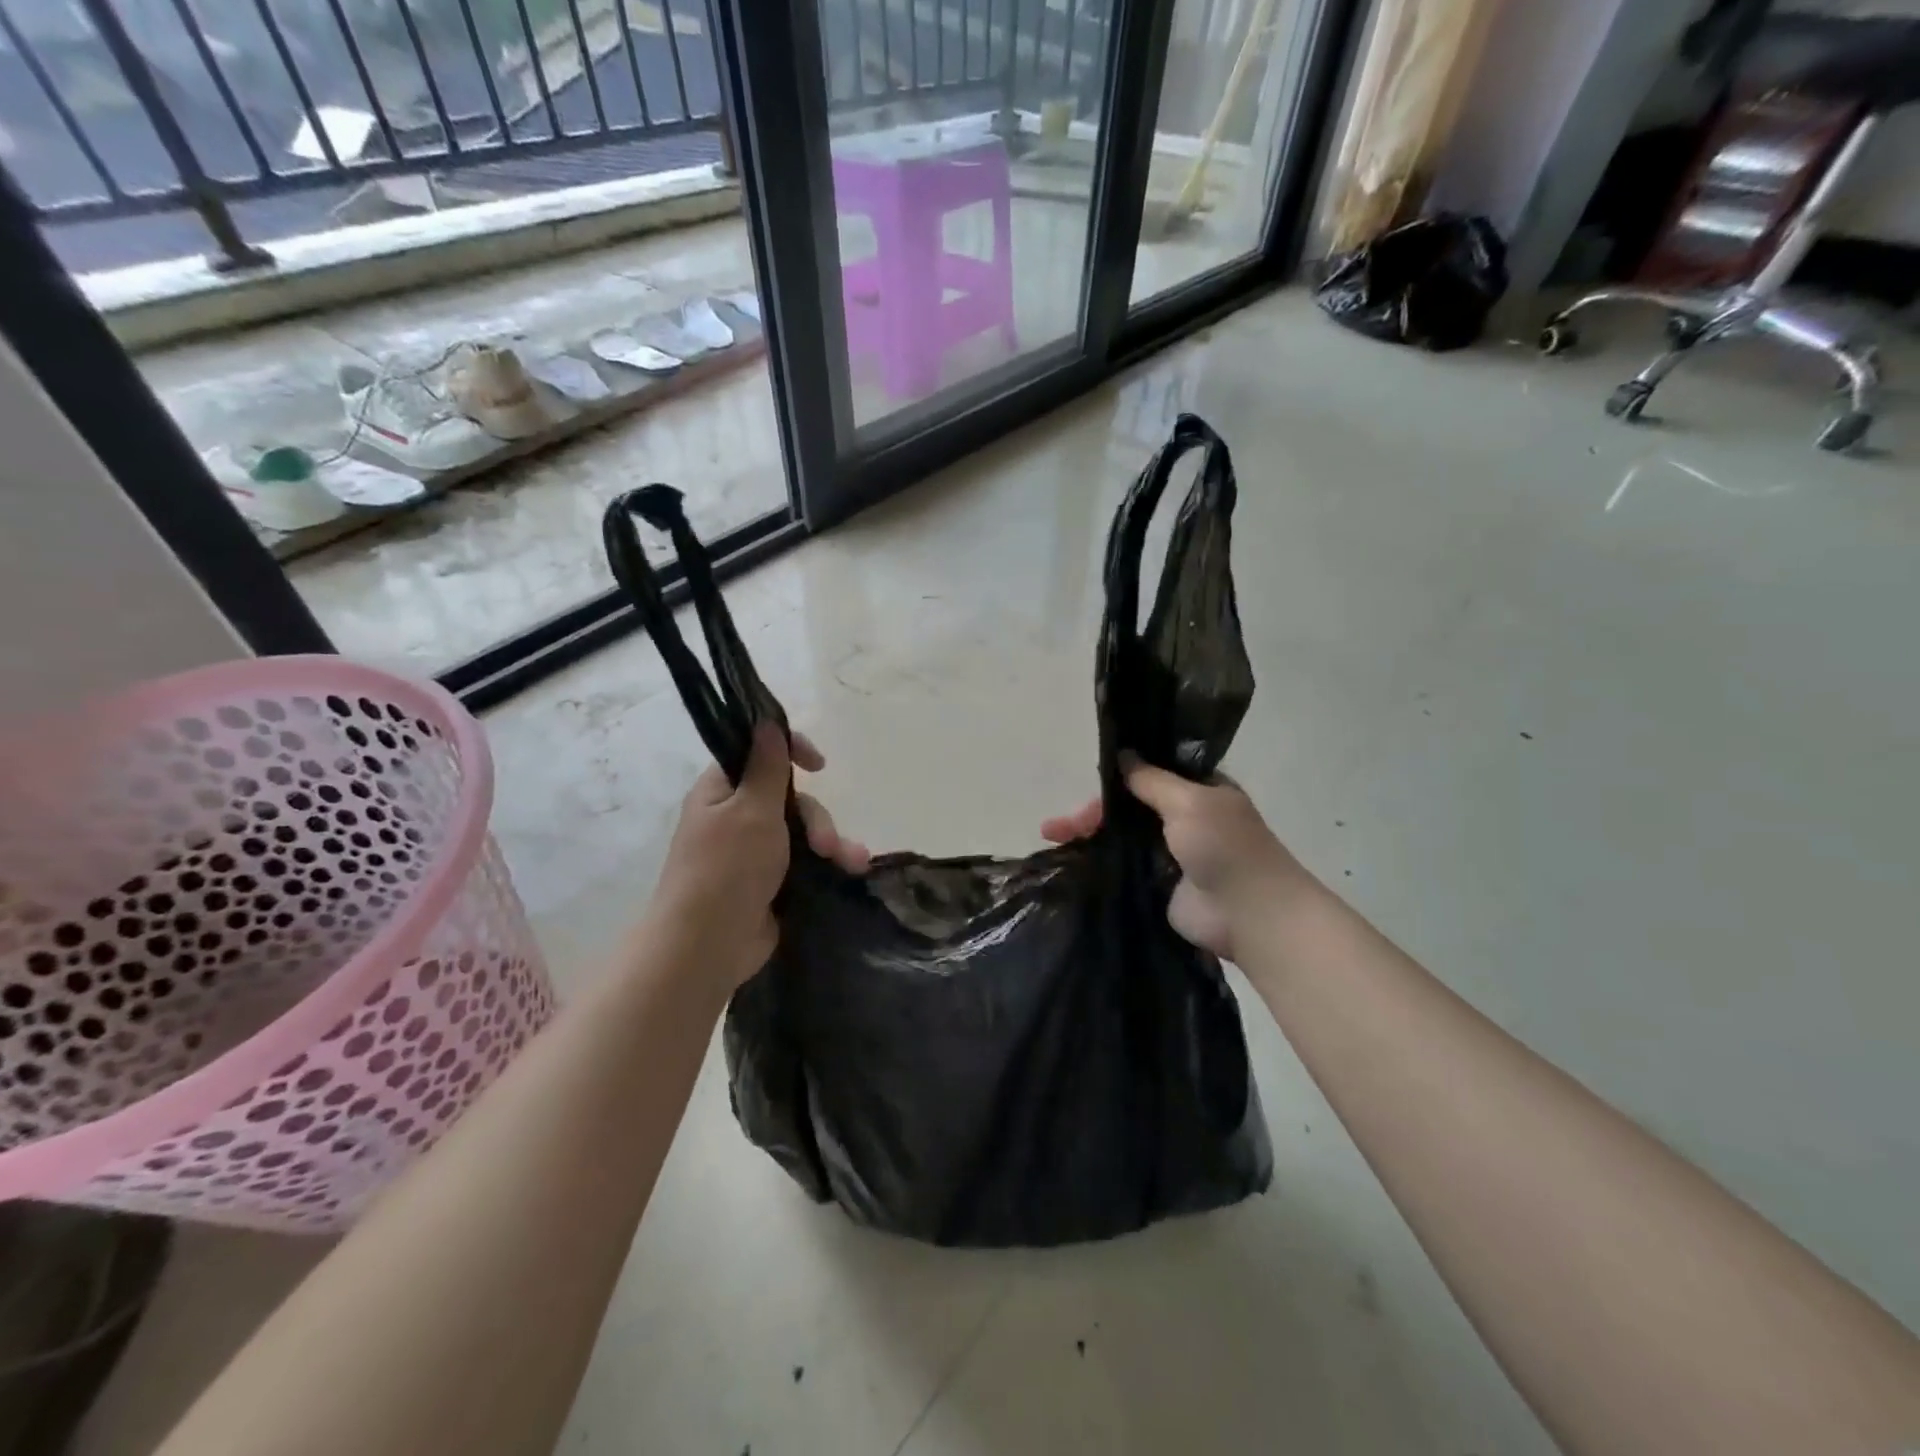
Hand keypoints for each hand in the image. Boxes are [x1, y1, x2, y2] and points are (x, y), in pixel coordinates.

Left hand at [647, 725, 868, 987]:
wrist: (708, 946)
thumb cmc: (726, 869)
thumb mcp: (751, 810)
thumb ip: (766, 766)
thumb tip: (766, 721)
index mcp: (721, 791)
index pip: (755, 753)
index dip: (789, 750)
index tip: (818, 762)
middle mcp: (736, 816)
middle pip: (788, 797)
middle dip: (816, 817)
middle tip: (825, 844)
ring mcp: (753, 851)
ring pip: (803, 830)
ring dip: (831, 841)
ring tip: (852, 862)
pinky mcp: (771, 881)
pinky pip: (805, 859)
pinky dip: (828, 862)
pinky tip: (852, 870)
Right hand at [1042, 757, 1305, 961]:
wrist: (1248, 914)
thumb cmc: (1225, 847)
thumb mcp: (1189, 801)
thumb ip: (1151, 780)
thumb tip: (1122, 754)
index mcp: (1198, 790)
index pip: (1150, 773)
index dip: (1118, 774)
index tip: (1087, 777)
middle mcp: (1183, 817)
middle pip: (1128, 805)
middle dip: (1093, 810)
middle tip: (1059, 824)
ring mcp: (1168, 852)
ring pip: (1121, 834)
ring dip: (1088, 833)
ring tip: (1051, 836)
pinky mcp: (1156, 882)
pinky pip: (1122, 864)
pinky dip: (1097, 859)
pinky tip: (1068, 858)